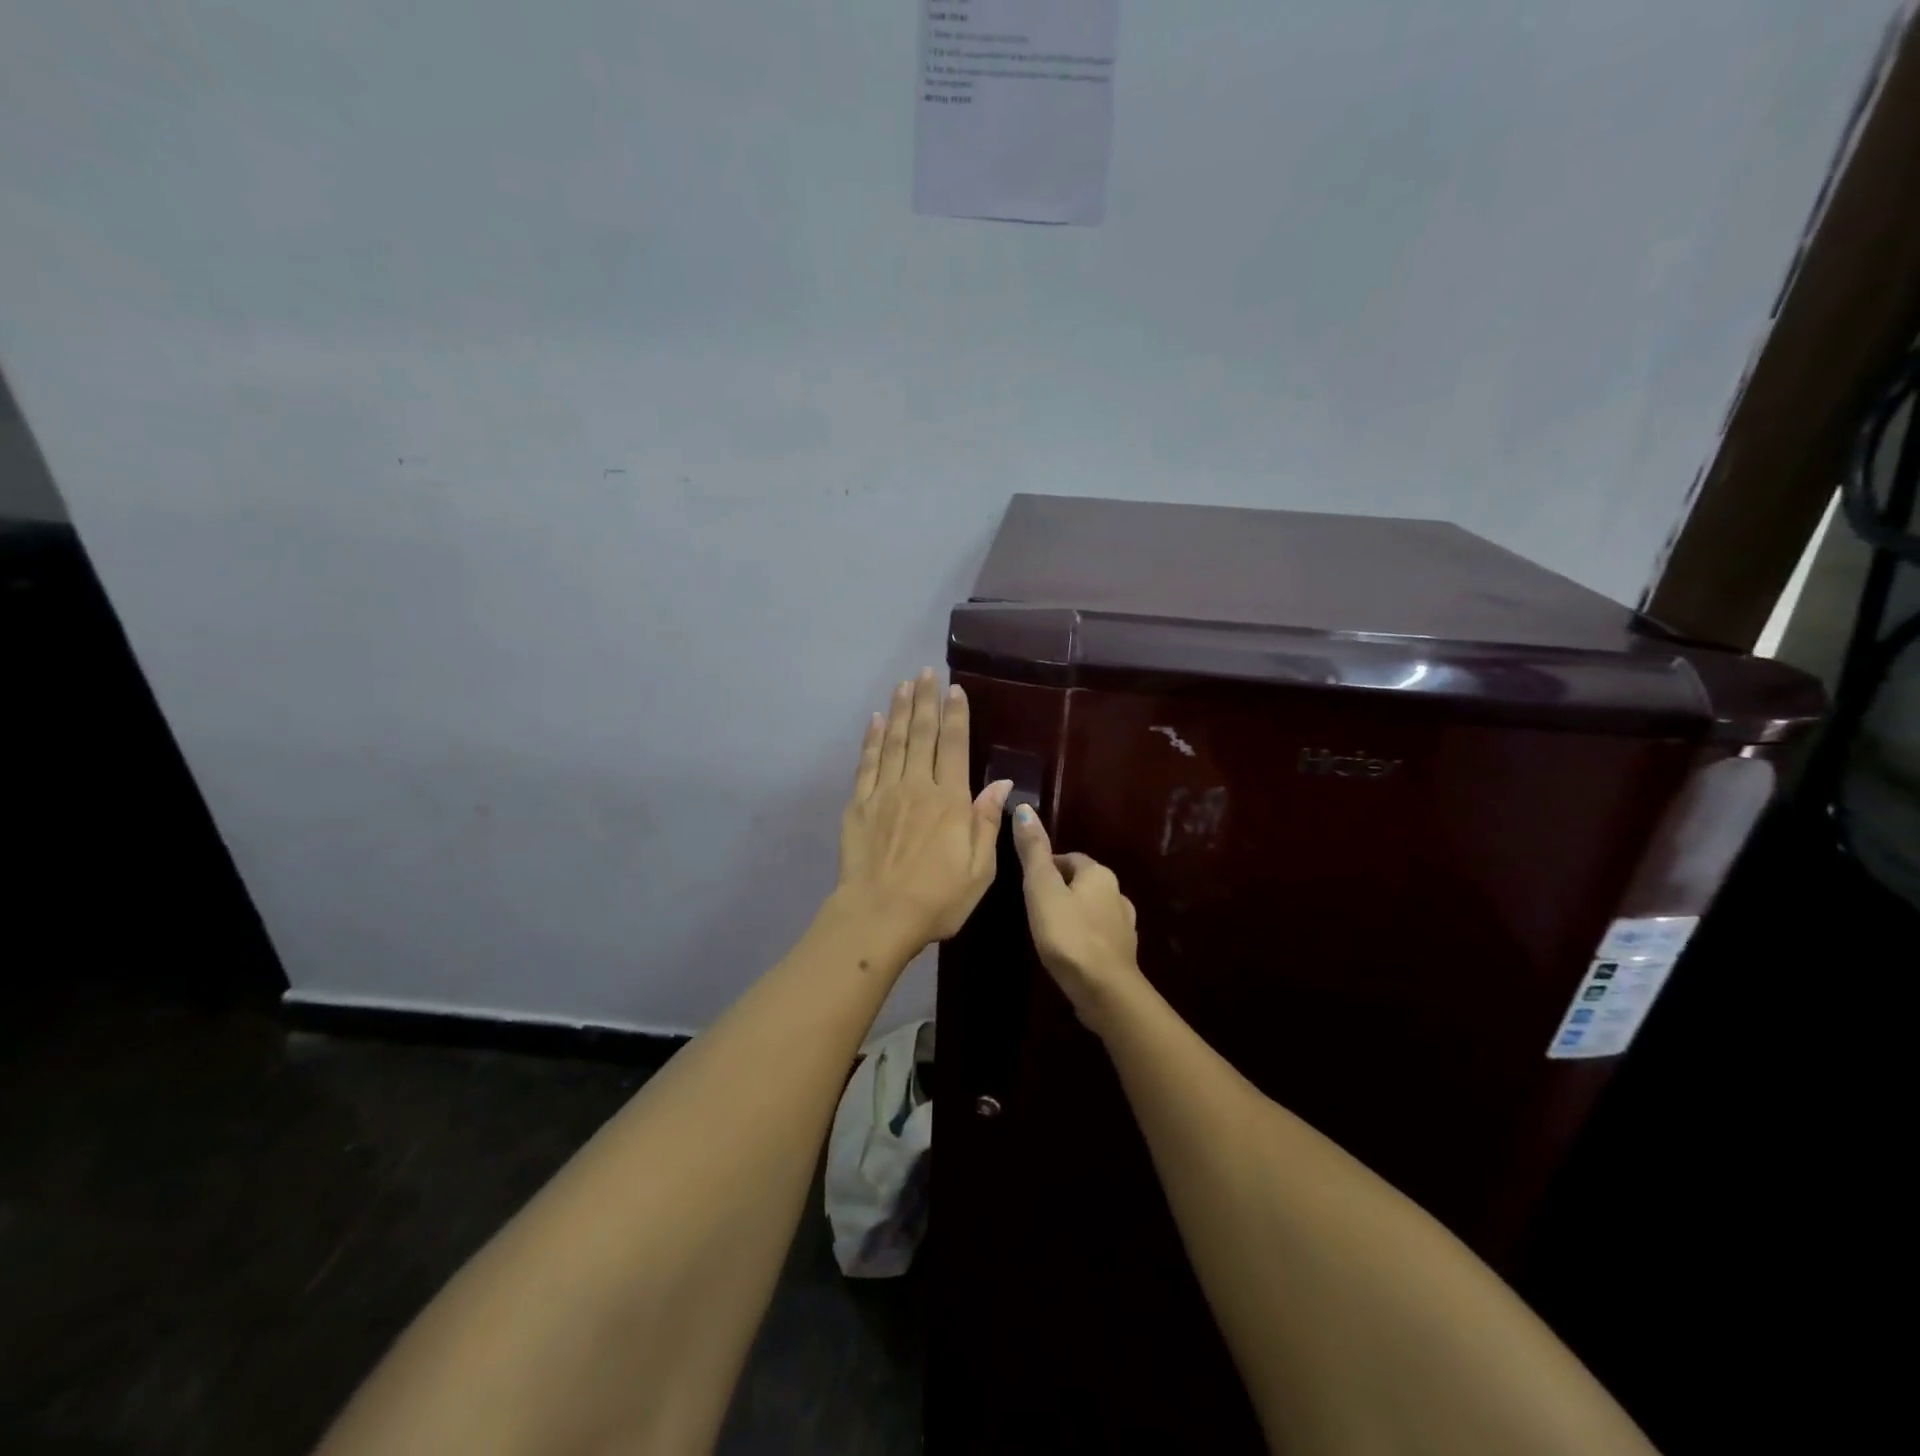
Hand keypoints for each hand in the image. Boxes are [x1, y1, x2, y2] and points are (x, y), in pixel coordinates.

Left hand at [836, 669, 1012, 946]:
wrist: (878, 916)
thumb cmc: (937, 899)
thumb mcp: (980, 870)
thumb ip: (988, 823)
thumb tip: (1002, 783)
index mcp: (951, 801)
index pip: (955, 746)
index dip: (956, 716)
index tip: (955, 690)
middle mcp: (918, 787)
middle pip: (922, 734)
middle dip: (926, 701)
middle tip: (926, 672)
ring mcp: (885, 793)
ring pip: (894, 741)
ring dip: (900, 710)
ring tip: (904, 684)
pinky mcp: (859, 804)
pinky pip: (867, 763)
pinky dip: (872, 738)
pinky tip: (876, 720)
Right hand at [1010, 805, 1144, 1030]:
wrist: (1105, 991)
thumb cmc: (1069, 935)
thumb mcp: (1042, 889)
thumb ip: (1033, 851)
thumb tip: (1024, 808)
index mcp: (1099, 874)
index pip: (1070, 858)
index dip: (1047, 866)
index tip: (1027, 883)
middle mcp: (1117, 893)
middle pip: (1083, 882)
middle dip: (1060, 889)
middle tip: (1034, 906)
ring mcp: (1124, 925)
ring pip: (1092, 908)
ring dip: (1073, 913)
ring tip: (1049, 929)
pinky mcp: (1123, 953)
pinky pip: (1098, 935)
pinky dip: (1084, 936)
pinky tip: (1069, 951)